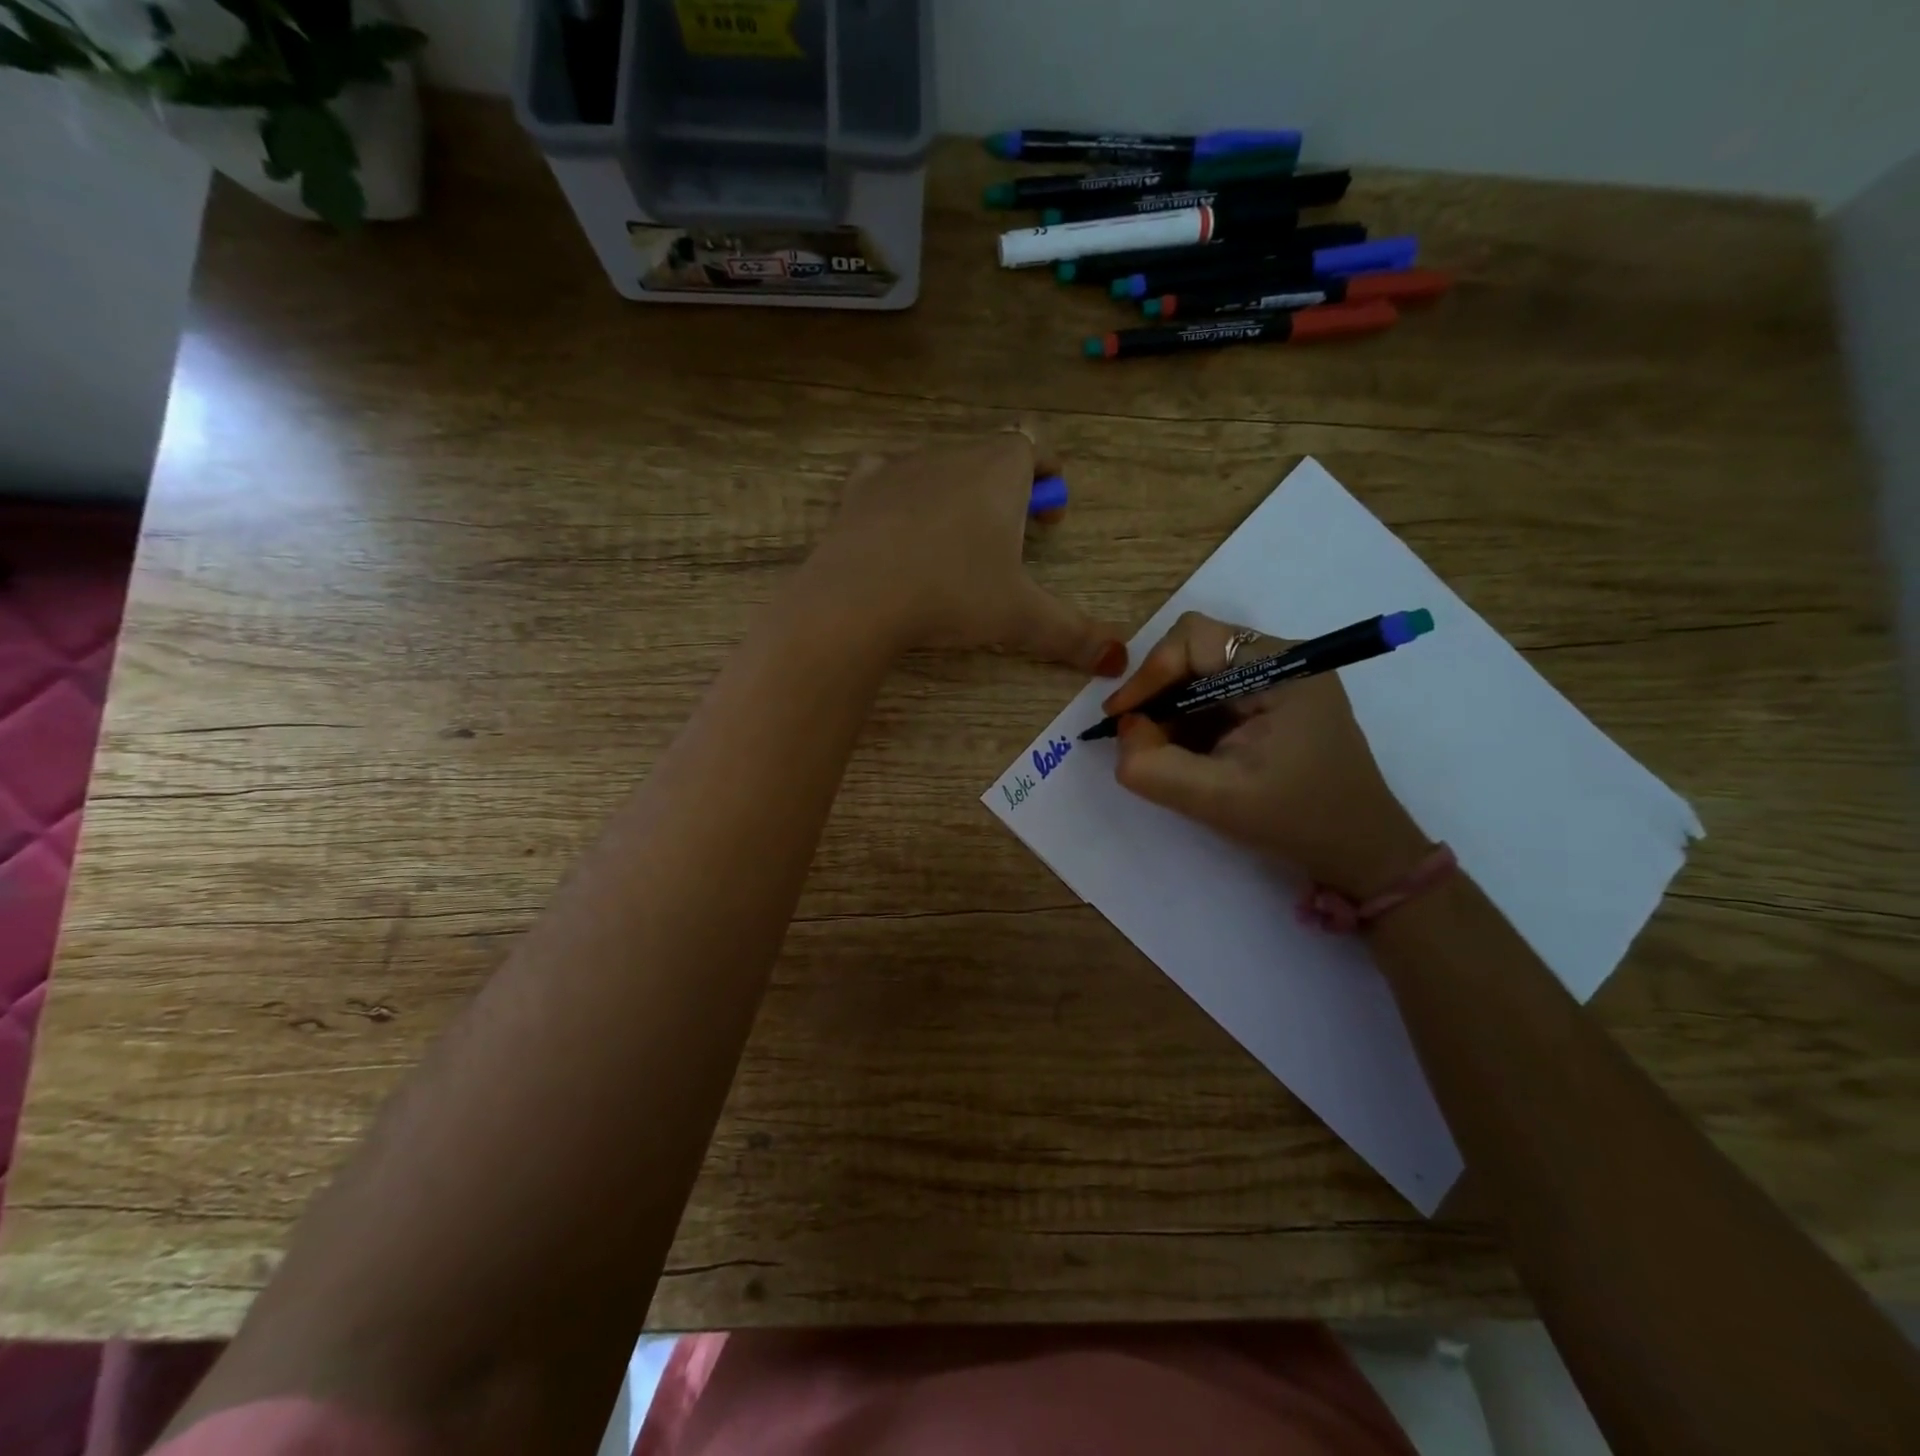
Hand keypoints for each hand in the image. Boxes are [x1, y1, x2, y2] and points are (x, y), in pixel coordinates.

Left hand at [803, 429, 1127, 674]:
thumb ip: (1073, 634)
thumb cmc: (953, 594)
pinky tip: (898, 527)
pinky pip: (886, 476)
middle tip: (1009, 541)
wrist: (859, 597)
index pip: (1034, 445)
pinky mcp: (859, 489)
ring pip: (940, 467)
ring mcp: (901, 467)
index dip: (1048, 473)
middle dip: (1006, 491)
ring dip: (955, 494)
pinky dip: (900, 495)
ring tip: (955, 544)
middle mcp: (952, 455)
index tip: (1050, 516)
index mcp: (1000, 470)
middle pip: (989, 457)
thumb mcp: (1021, 617)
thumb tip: (1120, 661)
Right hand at [1105, 611, 1431, 896]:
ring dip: (1170, 707)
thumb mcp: (1215, 799)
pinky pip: (1215, 695)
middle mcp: (1282, 661)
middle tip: (1134, 735)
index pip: (1194, 639)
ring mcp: (1281, 681)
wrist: (1361, 852)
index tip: (1121, 718)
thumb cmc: (1296, 821)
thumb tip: (1124, 729)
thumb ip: (1153, 766)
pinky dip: (1188, 719)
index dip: (1149, 673)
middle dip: (1157, 691)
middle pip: (1195, 650)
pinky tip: (1182, 753)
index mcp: (1281, 668)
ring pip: (1201, 673)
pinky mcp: (1274, 704)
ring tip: (1157, 750)